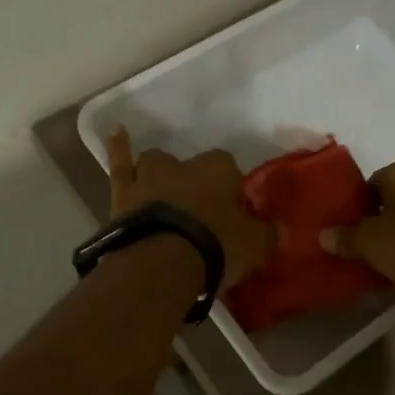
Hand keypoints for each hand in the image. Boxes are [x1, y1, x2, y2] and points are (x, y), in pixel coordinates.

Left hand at [107, 128, 274, 286]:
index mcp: (219, 170)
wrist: (161, 263)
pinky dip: (118, 147)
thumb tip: (277, 228)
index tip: (231, 212)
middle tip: (197, 210)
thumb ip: (267, 233)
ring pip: (155, 163)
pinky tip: (116, 131)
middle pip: (191, 166)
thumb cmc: (215, 247)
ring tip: (162, 187)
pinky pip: (119, 164)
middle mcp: (184, 165)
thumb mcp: (254, 245)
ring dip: (159, 172)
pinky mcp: (122, 194)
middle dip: (194, 182)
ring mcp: (149, 176)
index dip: (230, 189)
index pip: (230, 169)